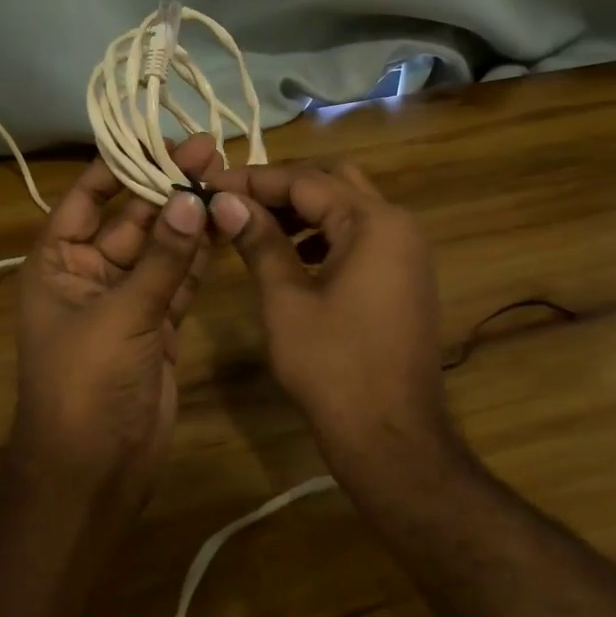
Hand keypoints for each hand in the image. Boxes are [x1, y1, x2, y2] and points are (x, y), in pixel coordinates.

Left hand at [11, 134, 217, 501]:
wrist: (94, 470)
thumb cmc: (86, 384)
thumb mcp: (120, 314)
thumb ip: (161, 257)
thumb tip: (191, 198)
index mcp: (58, 261)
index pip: (88, 196)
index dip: (123, 165)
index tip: (164, 140)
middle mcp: (90, 272)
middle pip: (133, 217)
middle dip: (169, 188)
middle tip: (213, 154)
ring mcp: (127, 299)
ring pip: (162, 247)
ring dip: (190, 218)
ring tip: (228, 180)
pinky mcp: (158, 323)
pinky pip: (180, 279)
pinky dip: (201, 256)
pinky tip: (227, 226)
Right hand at [205, 162, 452, 465]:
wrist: (392, 436)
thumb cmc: (333, 367)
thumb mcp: (286, 300)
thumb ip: (259, 241)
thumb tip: (225, 200)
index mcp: (373, 222)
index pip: (305, 180)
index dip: (252, 180)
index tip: (209, 185)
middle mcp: (397, 223)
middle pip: (332, 182)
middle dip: (280, 188)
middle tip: (234, 202)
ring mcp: (406, 249)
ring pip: (347, 207)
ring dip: (303, 210)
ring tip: (254, 226)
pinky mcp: (404, 274)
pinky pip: (360, 236)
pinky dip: (324, 235)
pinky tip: (292, 255)